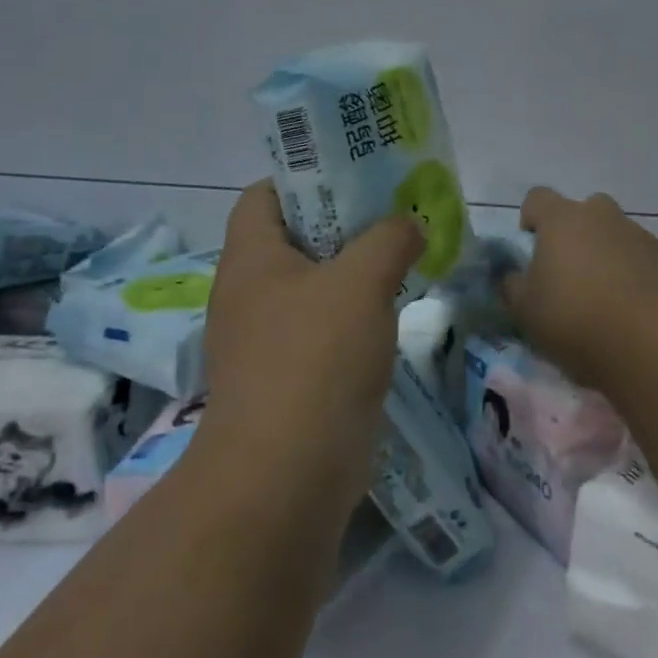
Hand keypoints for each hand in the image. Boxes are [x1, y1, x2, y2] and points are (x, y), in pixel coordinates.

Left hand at [197, 181, 424, 512]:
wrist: (284, 481)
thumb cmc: (314, 360)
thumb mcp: (361, 282)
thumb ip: (389, 238)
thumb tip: (408, 224)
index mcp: (250, 258)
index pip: (264, 194)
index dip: (305, 176)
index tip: (355, 176)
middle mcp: (249, 294)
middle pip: (295, 238)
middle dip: (344, 223)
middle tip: (394, 214)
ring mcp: (265, 341)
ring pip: (313, 286)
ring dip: (354, 272)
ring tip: (403, 257)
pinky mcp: (287, 380)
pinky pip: (321, 329)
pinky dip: (353, 316)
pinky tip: (392, 315)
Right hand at [503, 186, 657, 382]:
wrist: (655, 343)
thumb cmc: (577, 320)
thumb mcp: (526, 311)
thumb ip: (512, 286)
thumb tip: (512, 275)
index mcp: (562, 219)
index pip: (537, 198)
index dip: (530, 218)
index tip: (530, 246)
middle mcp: (601, 215)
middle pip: (582, 211)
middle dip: (573, 233)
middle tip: (567, 272)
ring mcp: (638, 235)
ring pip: (613, 234)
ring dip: (604, 254)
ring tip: (601, 298)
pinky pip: (639, 257)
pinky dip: (631, 273)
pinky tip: (629, 309)